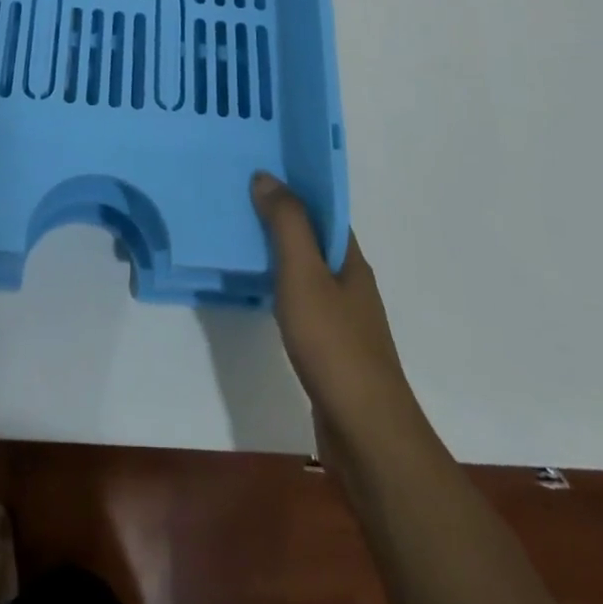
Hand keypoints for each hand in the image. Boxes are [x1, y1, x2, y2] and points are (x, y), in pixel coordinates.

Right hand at [251, 172, 418, 449]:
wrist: (365, 432)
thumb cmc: (334, 345)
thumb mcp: (304, 275)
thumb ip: (287, 225)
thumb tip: (266, 176)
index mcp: (350, 260)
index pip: (325, 210)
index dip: (296, 188)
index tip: (260, 171)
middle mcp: (350, 283)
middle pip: (315, 238)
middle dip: (282, 217)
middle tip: (237, 199)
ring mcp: (343, 318)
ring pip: (307, 271)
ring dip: (278, 252)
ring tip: (238, 237)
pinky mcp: (330, 348)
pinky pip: (301, 302)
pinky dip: (279, 288)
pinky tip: (256, 292)